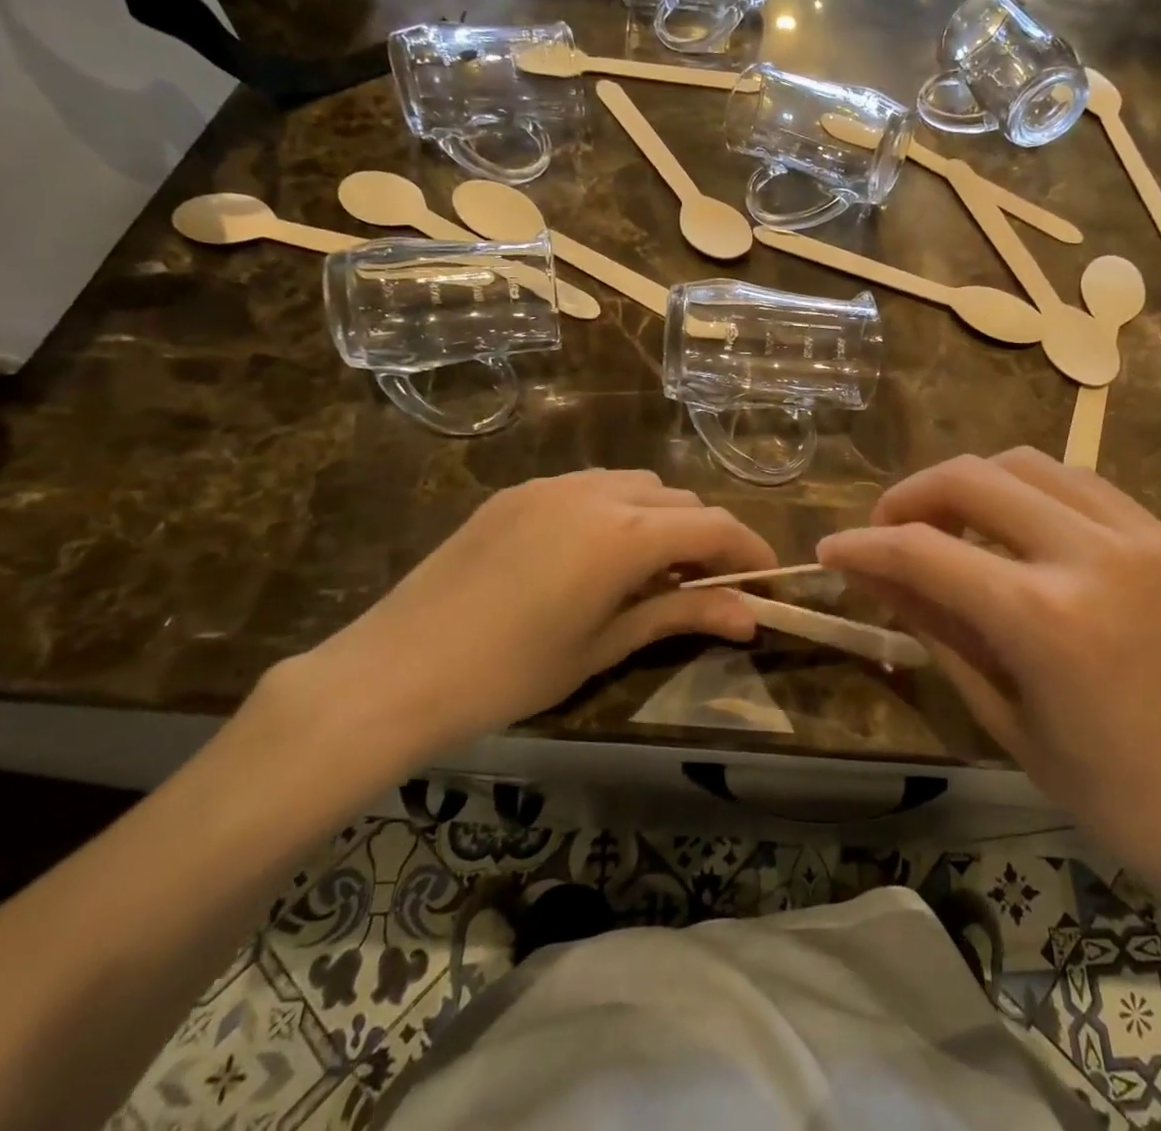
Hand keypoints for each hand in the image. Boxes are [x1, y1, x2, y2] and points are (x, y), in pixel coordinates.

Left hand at [302, 470, 775, 761]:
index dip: (750, 550)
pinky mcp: (518, 492)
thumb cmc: (510, 674)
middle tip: (706, 587)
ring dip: (662, 518)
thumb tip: (751, 617)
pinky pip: (590, 487)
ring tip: (651, 571)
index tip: (768, 580)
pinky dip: (617, 510)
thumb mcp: (604, 646)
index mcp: (625, 534)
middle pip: (679, 499)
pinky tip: (595, 555)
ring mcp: (552, 485)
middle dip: (704, 537)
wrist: (392, 672)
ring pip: (637, 485)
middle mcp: (597, 491)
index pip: (714, 525)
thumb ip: (681, 617)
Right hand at [818, 448, 1160, 922]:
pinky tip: (1015, 529)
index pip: (924, 551)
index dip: (864, 545)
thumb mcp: (1003, 715)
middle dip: (911, 495)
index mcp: (1043, 617)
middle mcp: (1090, 553)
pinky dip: (1027, 491)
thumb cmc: (1112, 793)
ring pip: (1025, 463)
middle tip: (887, 529)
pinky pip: (1077, 483)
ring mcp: (1138, 535)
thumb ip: (935, 627)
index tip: (831, 551)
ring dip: (970, 482)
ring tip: (949, 524)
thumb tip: (874, 574)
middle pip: (971, 477)